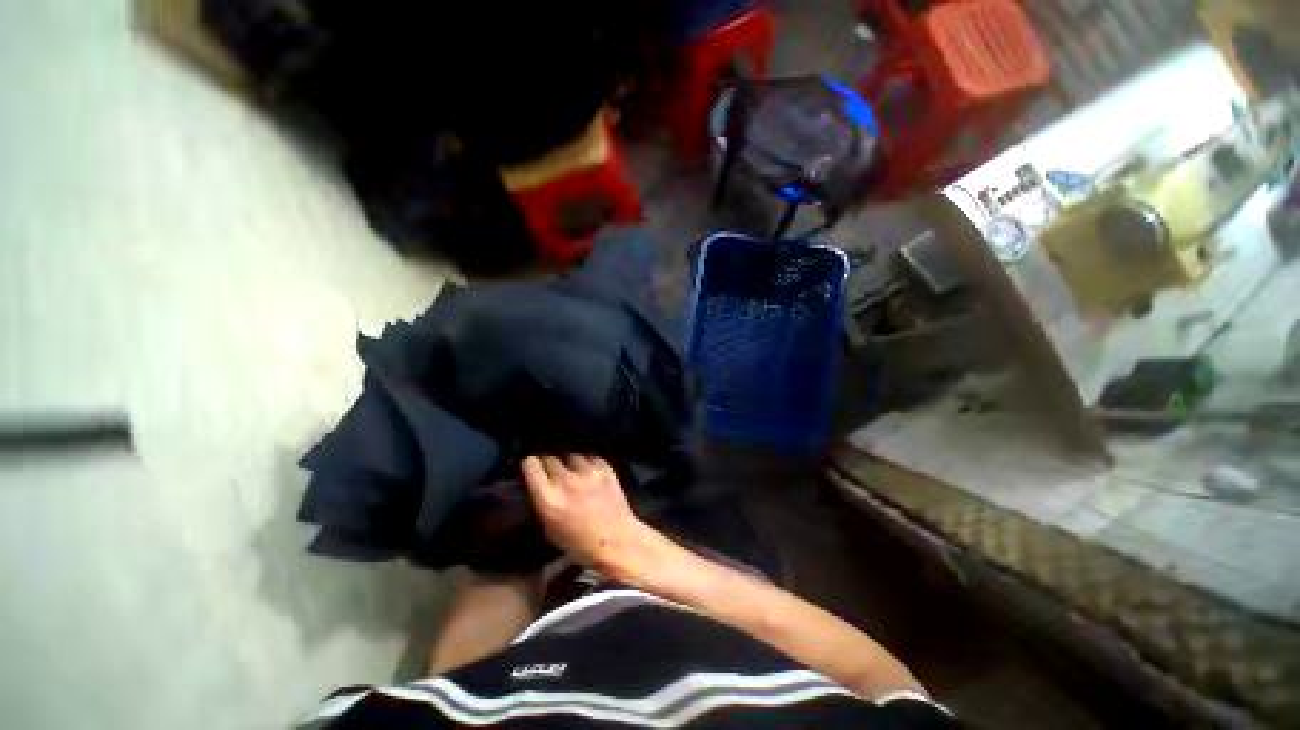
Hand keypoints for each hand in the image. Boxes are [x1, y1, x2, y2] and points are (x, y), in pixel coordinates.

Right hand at [521, 455, 661, 578]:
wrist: (617, 540)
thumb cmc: (580, 544)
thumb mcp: (549, 529)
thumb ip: (541, 503)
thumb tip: (537, 487)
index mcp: (549, 498)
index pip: (531, 465)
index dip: (530, 465)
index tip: (531, 468)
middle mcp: (566, 480)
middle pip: (550, 458)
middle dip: (548, 464)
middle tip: (551, 472)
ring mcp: (587, 471)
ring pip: (571, 455)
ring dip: (568, 463)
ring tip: (572, 471)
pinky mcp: (605, 467)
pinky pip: (590, 458)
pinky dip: (587, 463)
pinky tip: (589, 473)